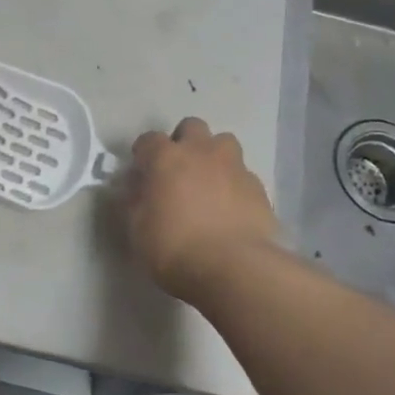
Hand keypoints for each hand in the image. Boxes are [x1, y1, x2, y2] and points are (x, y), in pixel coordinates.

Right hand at [127, 118, 281, 302]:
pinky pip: (243, 175)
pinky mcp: (259, 188)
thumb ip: (135, 202)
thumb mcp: (138, 230)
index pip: (149, 139)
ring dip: (214, 156)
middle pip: (192, 127)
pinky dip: (234, 185)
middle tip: (179, 169)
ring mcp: (234, 167)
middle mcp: (201, 152)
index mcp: (166, 158)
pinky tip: (231, 209)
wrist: (234, 268)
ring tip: (209, 183)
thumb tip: (137, 189)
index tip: (142, 171)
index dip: (144, 153)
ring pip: (224, 143)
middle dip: (184, 141)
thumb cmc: (175, 248)